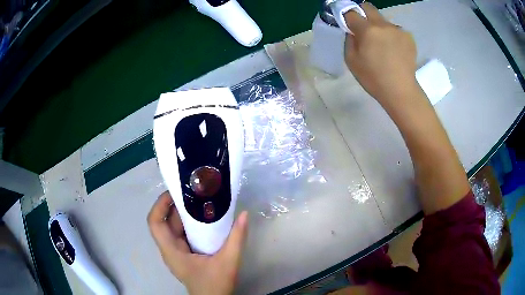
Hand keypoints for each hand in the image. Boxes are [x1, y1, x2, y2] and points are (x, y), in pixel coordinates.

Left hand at [148, 191, 248, 294]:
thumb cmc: (216, 284)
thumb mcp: (229, 261)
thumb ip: (237, 238)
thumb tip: (244, 213)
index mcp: (171, 251)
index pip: (154, 223)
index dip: (160, 205)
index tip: (175, 193)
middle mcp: (169, 250)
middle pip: (164, 222)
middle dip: (174, 205)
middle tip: (192, 191)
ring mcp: (176, 252)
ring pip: (172, 228)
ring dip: (182, 213)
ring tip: (199, 199)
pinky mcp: (183, 254)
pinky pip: (181, 234)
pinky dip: (188, 223)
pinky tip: (203, 218)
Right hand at [344, 3, 419, 108]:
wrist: (401, 91)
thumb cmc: (374, 79)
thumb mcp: (351, 61)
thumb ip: (349, 40)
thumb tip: (353, 31)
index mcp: (367, 30)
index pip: (351, 12)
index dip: (347, 16)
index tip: (347, 23)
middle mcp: (383, 25)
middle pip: (368, 7)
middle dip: (362, 13)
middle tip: (363, 28)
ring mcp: (398, 30)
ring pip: (383, 20)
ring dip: (379, 27)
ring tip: (382, 45)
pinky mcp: (408, 37)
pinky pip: (394, 30)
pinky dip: (391, 36)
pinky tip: (393, 50)